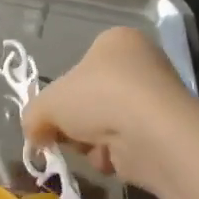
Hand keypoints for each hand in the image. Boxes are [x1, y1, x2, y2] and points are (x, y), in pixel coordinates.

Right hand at [23, 27, 198, 190]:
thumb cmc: (97, 98)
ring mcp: (156, 98)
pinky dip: (113, 155)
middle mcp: (141, 63)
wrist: (150, 132)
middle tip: (63, 136)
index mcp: (116, 41)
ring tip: (90, 147)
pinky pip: (126, 144)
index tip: (50, 116)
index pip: (79, 67)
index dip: (60, 95)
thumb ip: (33, 115)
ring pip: (107, 125)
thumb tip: (35, 133)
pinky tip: (111, 157)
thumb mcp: (47, 103)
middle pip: (92, 100)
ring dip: (91, 142)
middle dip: (75, 124)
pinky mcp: (165, 131)